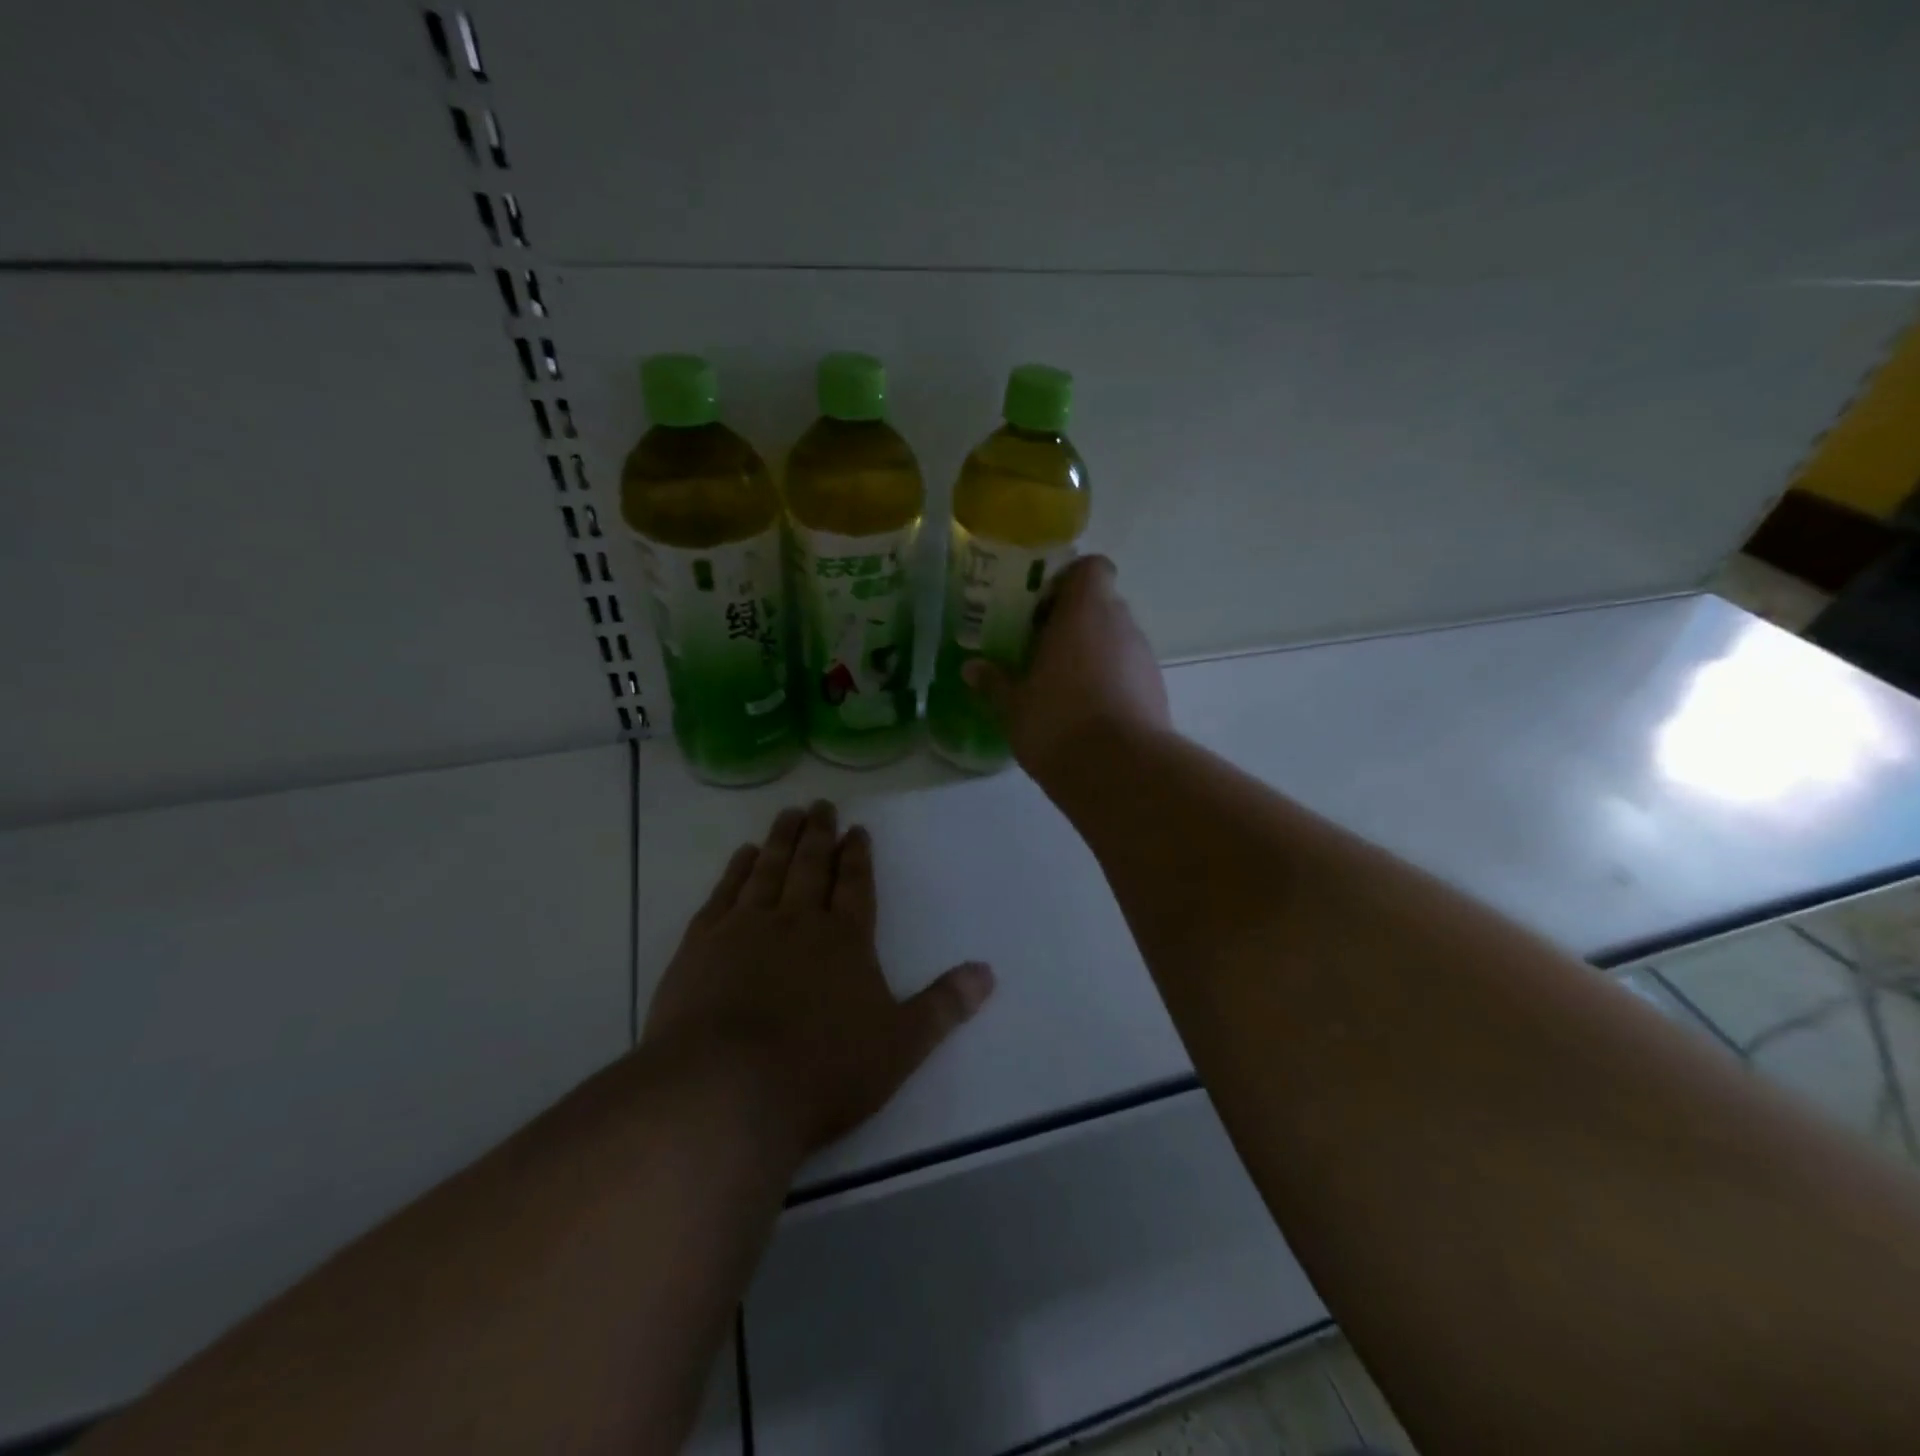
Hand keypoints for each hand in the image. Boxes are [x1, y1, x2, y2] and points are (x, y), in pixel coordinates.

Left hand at [643, 801, 994, 1156]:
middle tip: (820, 804)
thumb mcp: (899, 1046)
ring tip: (788, 814)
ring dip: (781, 840)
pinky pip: (724, 893)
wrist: (727, 1090)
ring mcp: (745, 928)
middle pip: (811, 866)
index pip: (856, 885)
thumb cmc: (822, 1071)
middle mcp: (797, 921)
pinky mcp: (702, 945)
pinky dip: (736, 870)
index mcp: (845, 940)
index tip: (856, 829)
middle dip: (819, 834)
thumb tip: (988, 973)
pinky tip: (743, 855)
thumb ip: (943, 1007)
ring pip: (769, 870)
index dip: (858, 856)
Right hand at [964, 555, 1171, 779]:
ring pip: (1115, 639)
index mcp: (1085, 611)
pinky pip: (1128, 671)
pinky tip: (1085, 711)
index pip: (1092, 568)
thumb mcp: (1013, 705)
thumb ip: (994, 682)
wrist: (1119, 771)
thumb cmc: (1057, 722)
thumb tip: (971, 669)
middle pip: (1101, 604)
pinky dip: (1109, 680)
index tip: (1042, 606)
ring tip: (1060, 684)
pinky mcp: (1157, 690)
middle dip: (1074, 621)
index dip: (1069, 580)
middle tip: (1040, 647)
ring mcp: (1144, 657)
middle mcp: (1121, 624)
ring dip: (1092, 652)